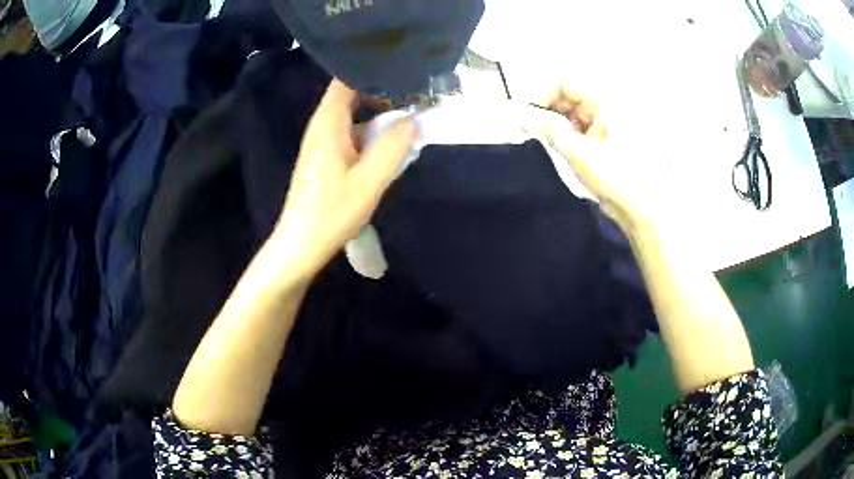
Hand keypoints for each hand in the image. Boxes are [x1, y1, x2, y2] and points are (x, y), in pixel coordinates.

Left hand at [272, 79, 415, 276]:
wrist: (302, 243)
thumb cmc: (332, 212)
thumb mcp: (369, 181)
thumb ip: (394, 147)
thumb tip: (415, 120)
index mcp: (328, 123)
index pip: (345, 78)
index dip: (371, 67)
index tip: (400, 64)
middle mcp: (323, 125)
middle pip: (351, 93)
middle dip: (382, 89)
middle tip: (415, 88)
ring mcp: (323, 140)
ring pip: (353, 113)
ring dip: (379, 111)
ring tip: (411, 110)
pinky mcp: (327, 155)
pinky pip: (352, 131)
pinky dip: (372, 130)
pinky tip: (392, 139)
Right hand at [514, 83, 660, 233]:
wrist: (642, 208)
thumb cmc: (616, 176)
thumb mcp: (577, 150)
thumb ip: (544, 126)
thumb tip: (513, 110)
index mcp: (603, 100)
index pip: (563, 80)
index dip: (537, 89)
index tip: (517, 107)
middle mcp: (603, 105)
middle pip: (565, 93)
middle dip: (541, 104)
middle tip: (520, 122)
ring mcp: (603, 122)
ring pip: (568, 110)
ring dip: (549, 118)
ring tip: (532, 133)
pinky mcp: (601, 138)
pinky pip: (575, 125)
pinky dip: (560, 131)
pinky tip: (550, 141)